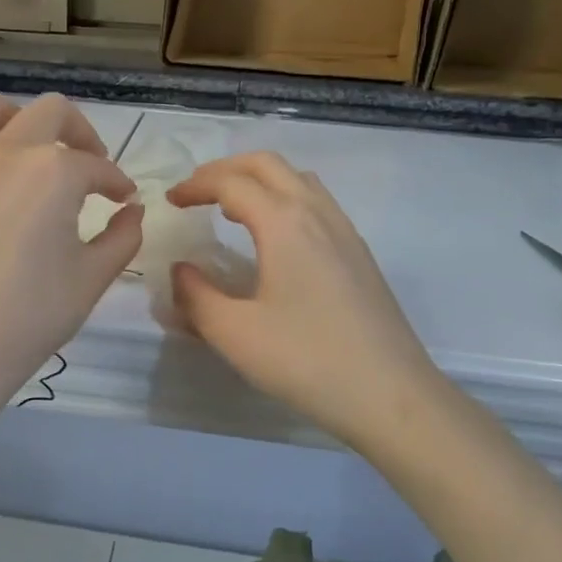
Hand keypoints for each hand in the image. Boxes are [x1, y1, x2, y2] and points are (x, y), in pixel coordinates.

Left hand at [0, 90, 141, 405]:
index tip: (120, 199)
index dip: (115, 181)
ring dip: (14, 121)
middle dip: (77, 134)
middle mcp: (4, 150)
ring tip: (21, 151)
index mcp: (54, 172)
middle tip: (84, 164)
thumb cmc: (30, 318)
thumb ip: (123, 236)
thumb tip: (132, 209)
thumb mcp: (93, 278)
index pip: (96, 165)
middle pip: (50, 112)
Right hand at [167, 152, 440, 452]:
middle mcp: (318, 214)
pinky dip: (285, 201)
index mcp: (285, 223)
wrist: (391, 395)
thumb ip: (196, 297)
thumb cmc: (307, 360)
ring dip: (260, 181)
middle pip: (269, 165)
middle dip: (227, 169)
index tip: (171, 201)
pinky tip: (275, 240)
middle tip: (197, 191)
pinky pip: (317, 204)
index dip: (196, 185)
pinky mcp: (360, 255)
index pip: (232, 183)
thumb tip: (181, 272)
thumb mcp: (234, 333)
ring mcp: (345, 233)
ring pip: (299, 180)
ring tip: (232, 209)